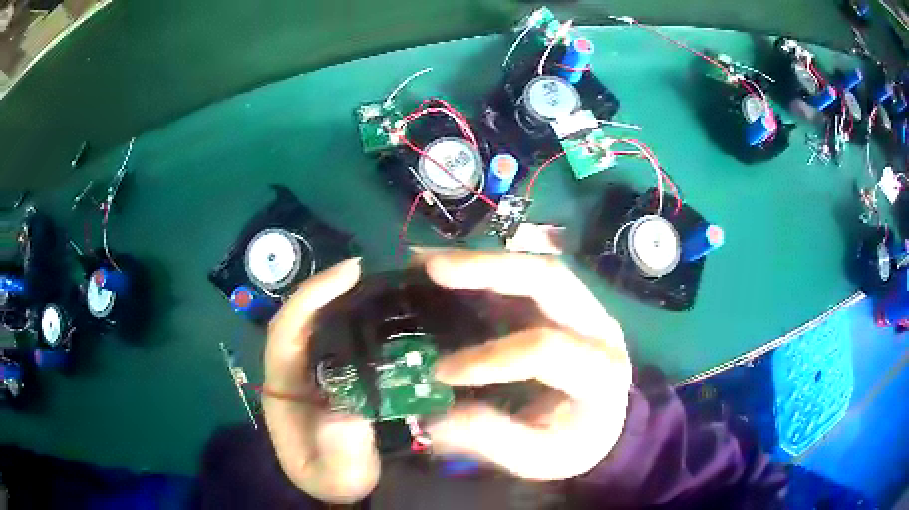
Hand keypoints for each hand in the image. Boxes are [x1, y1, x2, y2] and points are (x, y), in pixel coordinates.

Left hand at [262, 258, 379, 503]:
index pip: (286, 330)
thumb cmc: (333, 479)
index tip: (348, 275)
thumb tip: (347, 415)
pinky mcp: (332, 373)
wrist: (339, 487)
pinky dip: (357, 318)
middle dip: (328, 287)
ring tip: (381, 284)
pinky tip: (385, 313)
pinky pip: (340, 337)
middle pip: (302, 316)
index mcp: (284, 386)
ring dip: (344, 299)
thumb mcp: (336, 476)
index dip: (311, 297)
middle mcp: (293, 369)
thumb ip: (340, 453)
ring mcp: (313, 369)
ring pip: (320, 322)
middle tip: (369, 271)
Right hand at [422, 251, 632, 480]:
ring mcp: (586, 308)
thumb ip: (492, 439)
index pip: (547, 350)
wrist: (604, 426)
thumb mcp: (538, 457)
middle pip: (550, 280)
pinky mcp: (568, 302)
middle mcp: (599, 327)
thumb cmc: (574, 443)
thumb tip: (435, 420)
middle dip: (488, 269)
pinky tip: (455, 262)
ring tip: (429, 262)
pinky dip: (491, 264)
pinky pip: (530, 273)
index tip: (440, 372)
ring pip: (538, 267)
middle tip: (431, 269)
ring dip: (483, 260)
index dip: (491, 357)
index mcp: (600, 373)